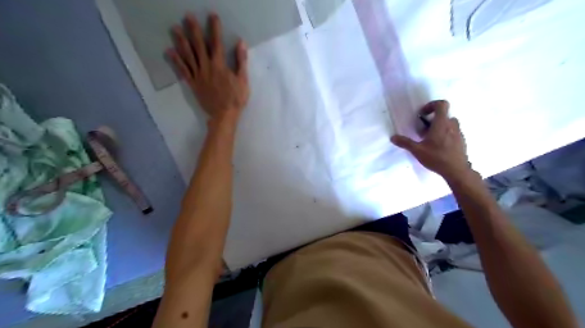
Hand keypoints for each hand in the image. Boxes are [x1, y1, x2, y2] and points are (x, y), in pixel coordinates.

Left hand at [165, 12, 248, 122]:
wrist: (224, 115)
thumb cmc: (236, 99)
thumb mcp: (243, 80)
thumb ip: (241, 61)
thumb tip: (241, 43)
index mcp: (220, 66)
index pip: (217, 43)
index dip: (214, 29)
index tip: (212, 16)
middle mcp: (206, 67)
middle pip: (199, 46)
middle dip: (194, 30)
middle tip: (187, 17)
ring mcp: (198, 75)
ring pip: (188, 56)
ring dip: (181, 41)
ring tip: (174, 28)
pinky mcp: (193, 84)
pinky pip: (183, 71)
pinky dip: (176, 61)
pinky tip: (170, 51)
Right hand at [393, 99, 469, 181]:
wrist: (457, 171)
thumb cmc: (436, 158)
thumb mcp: (417, 150)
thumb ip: (405, 142)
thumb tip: (392, 137)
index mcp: (441, 123)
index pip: (441, 104)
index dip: (431, 105)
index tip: (423, 114)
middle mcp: (452, 125)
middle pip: (444, 115)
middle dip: (433, 120)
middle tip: (423, 131)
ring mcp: (459, 133)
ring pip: (449, 124)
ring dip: (439, 127)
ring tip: (430, 140)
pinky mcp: (461, 141)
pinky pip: (453, 132)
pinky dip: (445, 135)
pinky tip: (438, 148)